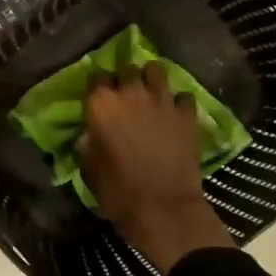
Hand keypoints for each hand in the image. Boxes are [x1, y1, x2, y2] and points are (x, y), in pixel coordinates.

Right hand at [79, 61, 234, 272]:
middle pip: (126, 68)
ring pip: (156, 70)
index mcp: (100, 104)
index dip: (98, 87)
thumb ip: (88, 142)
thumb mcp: (88, 167)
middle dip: (124, 78)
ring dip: (151, 79)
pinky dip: (178, 102)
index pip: (96, 77)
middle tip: (125, 94)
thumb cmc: (117, 190)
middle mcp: (131, 93)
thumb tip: (91, 133)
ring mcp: (162, 101)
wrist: (162, 207)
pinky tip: (175, 113)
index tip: (99, 98)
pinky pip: (183, 96)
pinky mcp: (187, 114)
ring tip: (150, 93)